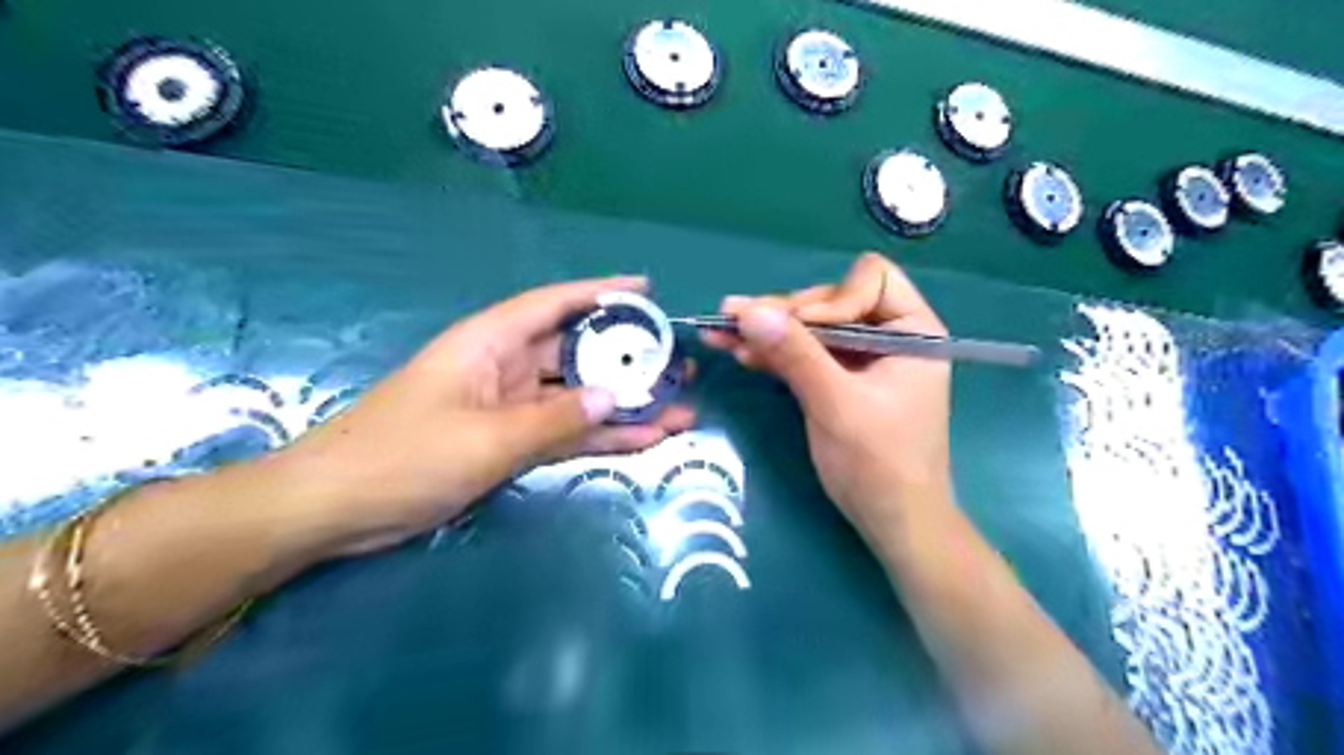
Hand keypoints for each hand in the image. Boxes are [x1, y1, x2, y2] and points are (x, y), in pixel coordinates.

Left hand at [269, 275, 693, 552]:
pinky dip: (599, 436)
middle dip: (627, 359)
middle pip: (576, 353)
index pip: (554, 304)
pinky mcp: (508, 443)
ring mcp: (508, 408)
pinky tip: (643, 440)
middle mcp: (504, 367)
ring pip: (577, 398)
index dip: (601, 293)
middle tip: (679, 366)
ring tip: (679, 408)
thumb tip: (615, 398)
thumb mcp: (485, 439)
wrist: (334, 509)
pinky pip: (564, 433)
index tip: (647, 290)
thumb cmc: (402, 457)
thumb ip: (554, 420)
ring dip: (623, 405)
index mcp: (490, 343)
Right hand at [705, 255, 954, 542]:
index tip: (798, 331)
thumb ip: (796, 355)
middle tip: (734, 320)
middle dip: (785, 314)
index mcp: (912, 330)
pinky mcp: (839, 380)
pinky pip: (804, 355)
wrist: (892, 522)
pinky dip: (774, 353)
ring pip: (811, 329)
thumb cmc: (879, 464)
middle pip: (831, 302)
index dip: (830, 301)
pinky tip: (739, 351)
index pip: (869, 281)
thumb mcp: (836, 405)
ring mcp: (862, 358)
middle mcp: (889, 335)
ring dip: (768, 331)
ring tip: (721, 331)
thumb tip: (749, 311)